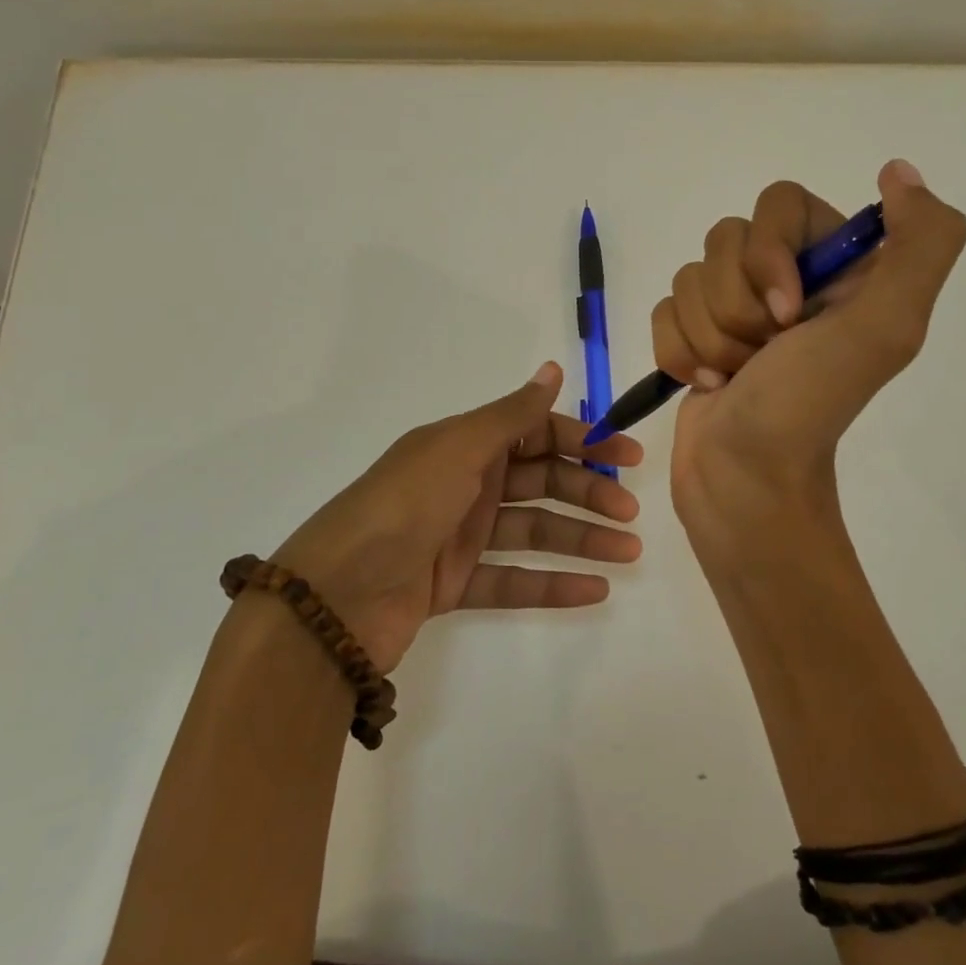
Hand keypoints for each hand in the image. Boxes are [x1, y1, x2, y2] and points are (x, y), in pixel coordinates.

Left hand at [270, 362, 641, 670]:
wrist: (335, 597)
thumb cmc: (404, 505)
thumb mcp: (460, 449)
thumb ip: (513, 414)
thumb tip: (553, 367)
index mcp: (466, 444)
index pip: (537, 433)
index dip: (583, 441)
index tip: (627, 457)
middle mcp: (466, 483)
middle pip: (541, 482)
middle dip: (588, 493)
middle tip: (630, 513)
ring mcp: (461, 536)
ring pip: (534, 531)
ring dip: (582, 539)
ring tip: (628, 553)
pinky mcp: (455, 583)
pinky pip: (514, 578)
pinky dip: (553, 584)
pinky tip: (596, 590)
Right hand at [654, 160, 965, 560]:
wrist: (744, 482)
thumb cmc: (808, 406)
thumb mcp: (886, 328)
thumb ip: (921, 244)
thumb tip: (899, 172)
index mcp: (837, 267)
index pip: (780, 203)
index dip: (770, 252)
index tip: (788, 314)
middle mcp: (788, 278)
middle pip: (725, 240)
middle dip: (736, 308)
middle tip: (764, 354)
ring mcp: (737, 309)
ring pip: (689, 277)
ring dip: (710, 338)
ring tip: (736, 379)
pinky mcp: (696, 335)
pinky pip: (664, 310)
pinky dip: (680, 354)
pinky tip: (708, 386)